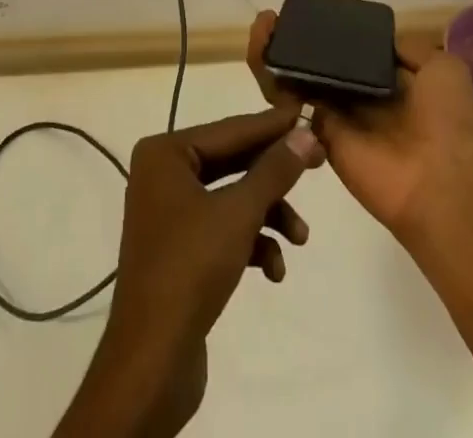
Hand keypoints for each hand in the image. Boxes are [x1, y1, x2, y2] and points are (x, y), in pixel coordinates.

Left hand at [54, 107, 323, 437]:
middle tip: (319, 164)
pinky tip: (274, 270)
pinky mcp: (180, 249)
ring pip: (231, 198)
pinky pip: (222, 228)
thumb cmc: (191, 267)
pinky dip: (251, 242)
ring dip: (268, 215)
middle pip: (232, 162)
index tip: (308, 112)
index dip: (272, 125)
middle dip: (274, 174)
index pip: (230, 129)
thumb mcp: (239, 213)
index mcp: (165, 152)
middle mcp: (163, 173)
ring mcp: (170, 212)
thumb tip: (306, 132)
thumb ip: (274, 170)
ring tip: (300, 239)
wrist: (153, 359)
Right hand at [247, 11, 472, 244]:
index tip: (307, 13)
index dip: (328, 31)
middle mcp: (360, 96)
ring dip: (275, 51)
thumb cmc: (450, 124)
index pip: (351, 50)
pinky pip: (289, 104)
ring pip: (297, 78)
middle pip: (318, 62)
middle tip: (272, 18)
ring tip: (262, 26)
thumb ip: (407, 48)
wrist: (443, 188)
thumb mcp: (443, 69)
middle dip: (294, 38)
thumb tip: (376, 40)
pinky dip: (270, 76)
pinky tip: (260, 48)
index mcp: (391, 80)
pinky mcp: (318, 133)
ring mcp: (337, 116)